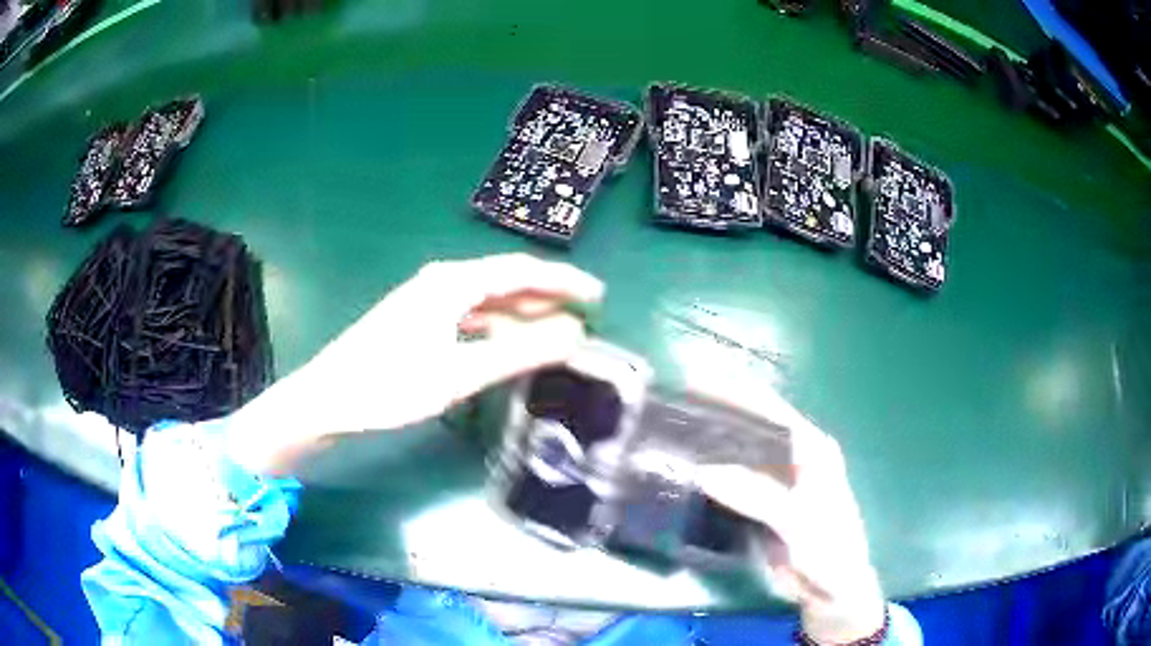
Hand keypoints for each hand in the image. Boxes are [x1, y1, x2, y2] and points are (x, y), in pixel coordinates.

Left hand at [226, 254, 603, 474]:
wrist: (328, 398)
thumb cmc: (390, 385)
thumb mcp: (460, 373)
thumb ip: (519, 352)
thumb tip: (575, 333)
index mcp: (452, 283)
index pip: (521, 271)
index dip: (563, 281)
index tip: (597, 295)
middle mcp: (441, 282)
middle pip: (505, 281)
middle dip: (546, 296)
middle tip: (584, 314)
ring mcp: (427, 300)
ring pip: (487, 300)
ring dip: (522, 314)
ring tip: (556, 331)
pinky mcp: (418, 321)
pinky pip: (469, 316)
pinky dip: (496, 328)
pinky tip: (507, 344)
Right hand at [695, 389, 885, 644]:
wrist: (831, 591)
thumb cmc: (828, 549)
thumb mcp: (798, 520)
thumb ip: (757, 495)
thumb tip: (704, 472)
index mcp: (812, 448)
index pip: (771, 409)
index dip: (735, 392)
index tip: (695, 381)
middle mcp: (793, 458)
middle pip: (751, 428)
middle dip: (716, 414)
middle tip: (671, 406)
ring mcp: (775, 484)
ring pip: (738, 457)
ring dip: (709, 447)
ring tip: (668, 434)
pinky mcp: (760, 507)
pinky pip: (731, 486)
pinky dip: (709, 479)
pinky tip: (683, 474)